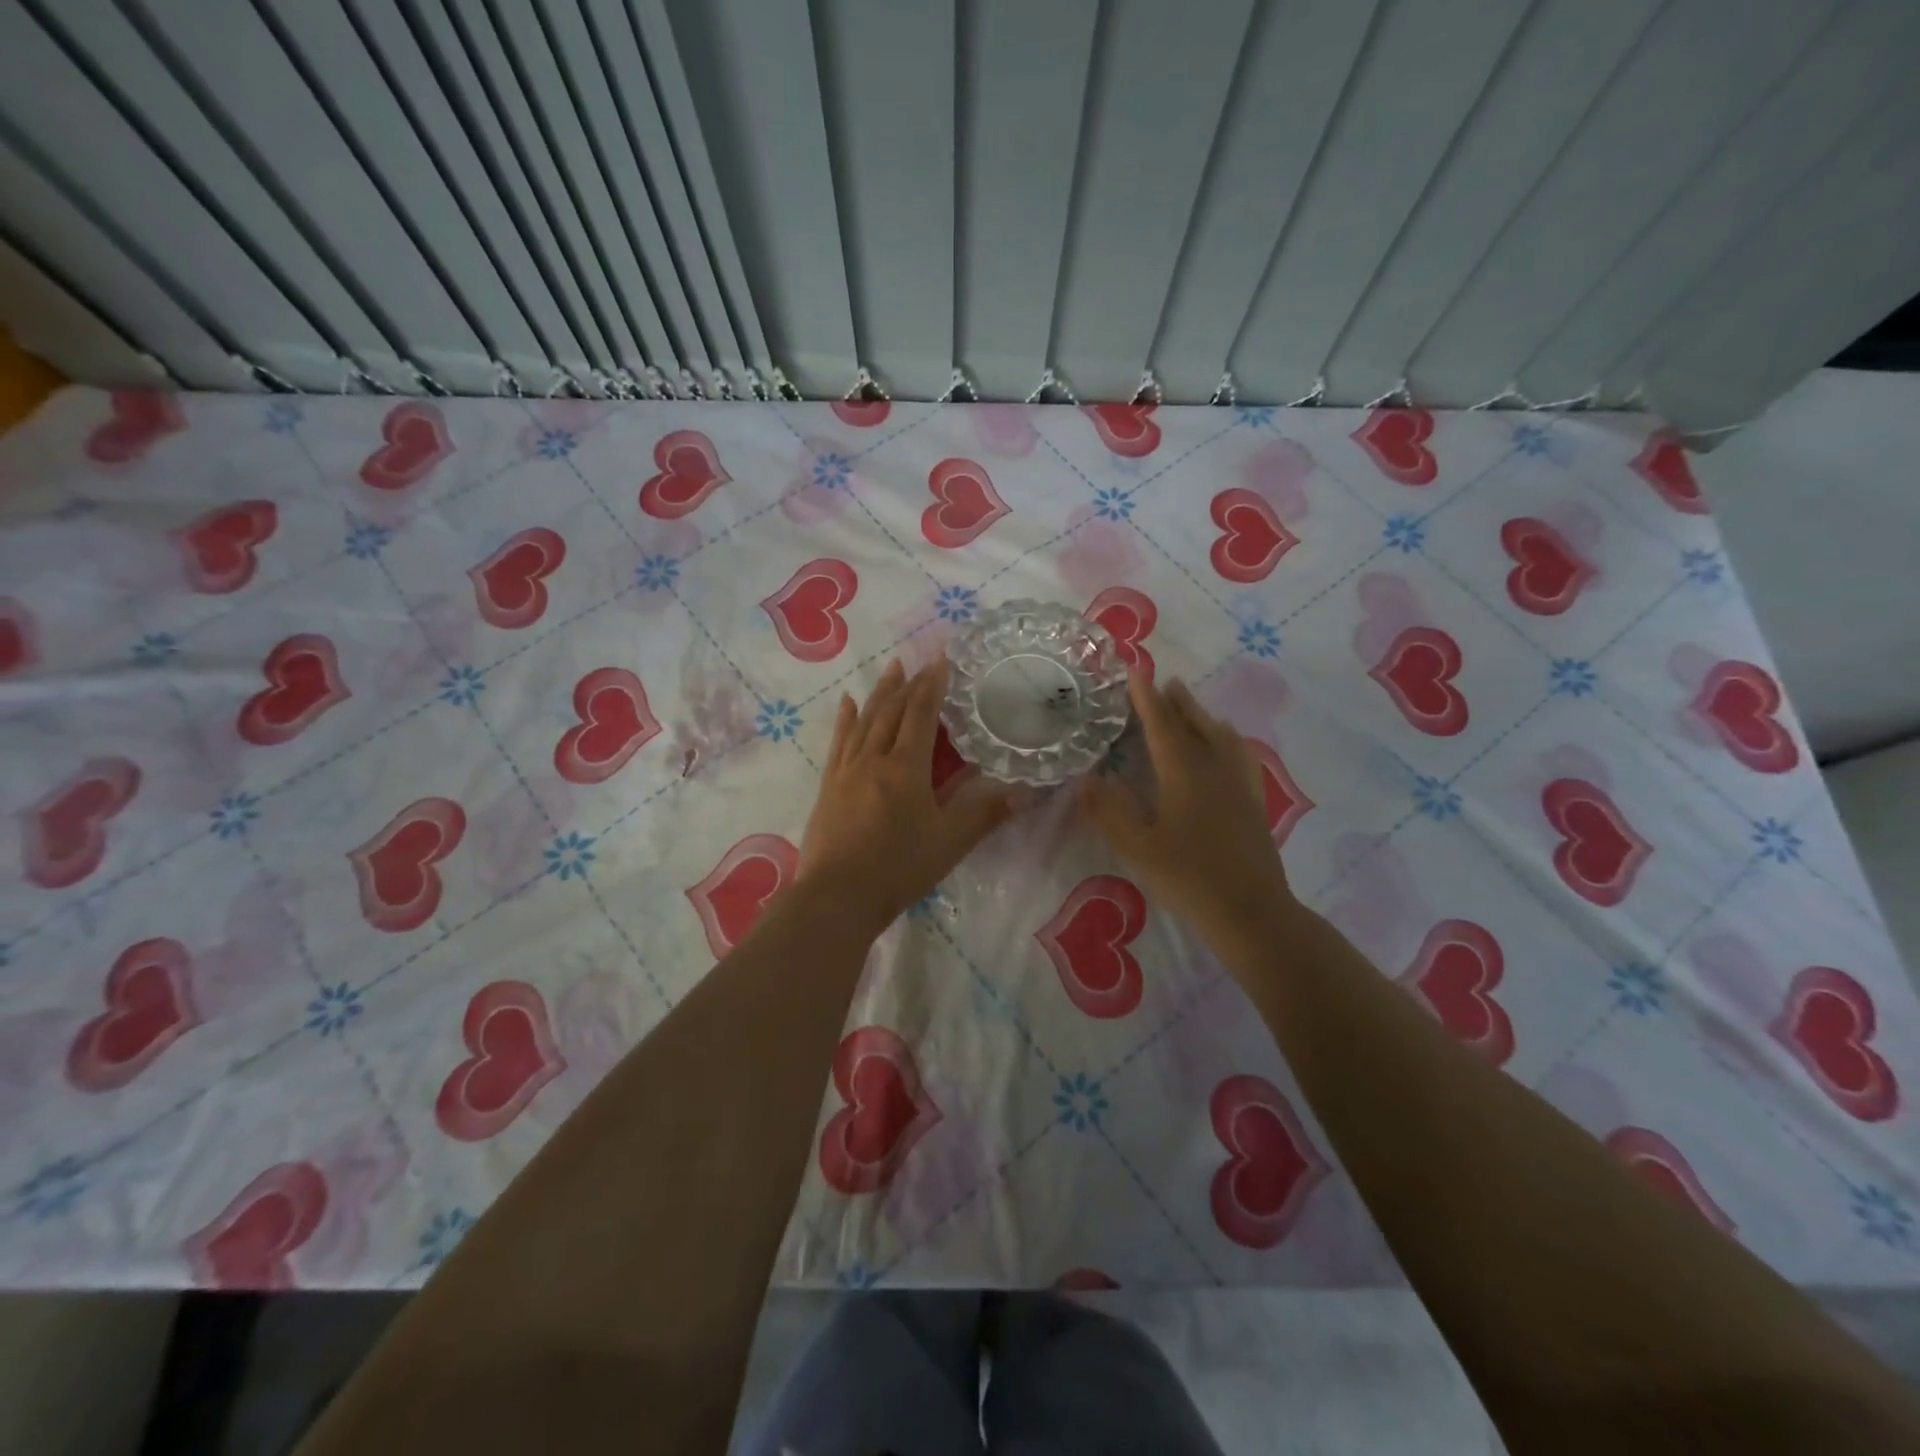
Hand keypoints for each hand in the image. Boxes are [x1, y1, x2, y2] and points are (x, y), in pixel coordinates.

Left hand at [797, 658, 1018, 930]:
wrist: (837, 896)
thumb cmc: (899, 868)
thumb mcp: (950, 842)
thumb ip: (985, 813)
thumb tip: (1024, 791)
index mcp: (906, 767)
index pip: (921, 714)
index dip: (933, 685)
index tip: (941, 660)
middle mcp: (874, 758)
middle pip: (892, 711)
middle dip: (909, 683)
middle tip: (920, 661)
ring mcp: (847, 770)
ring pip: (865, 720)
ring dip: (880, 692)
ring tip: (891, 669)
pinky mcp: (829, 785)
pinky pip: (839, 741)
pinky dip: (845, 719)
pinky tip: (846, 703)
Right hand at [1079, 673, 1295, 948]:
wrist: (1251, 911)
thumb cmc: (1188, 878)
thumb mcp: (1137, 848)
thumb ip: (1108, 811)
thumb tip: (1085, 778)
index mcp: (1184, 773)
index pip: (1162, 726)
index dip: (1146, 699)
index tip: (1137, 673)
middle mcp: (1215, 769)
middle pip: (1195, 725)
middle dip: (1177, 702)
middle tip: (1164, 682)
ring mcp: (1240, 784)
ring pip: (1221, 737)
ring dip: (1203, 716)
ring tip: (1191, 706)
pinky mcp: (1255, 802)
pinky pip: (1242, 756)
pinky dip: (1229, 740)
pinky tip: (1229, 746)